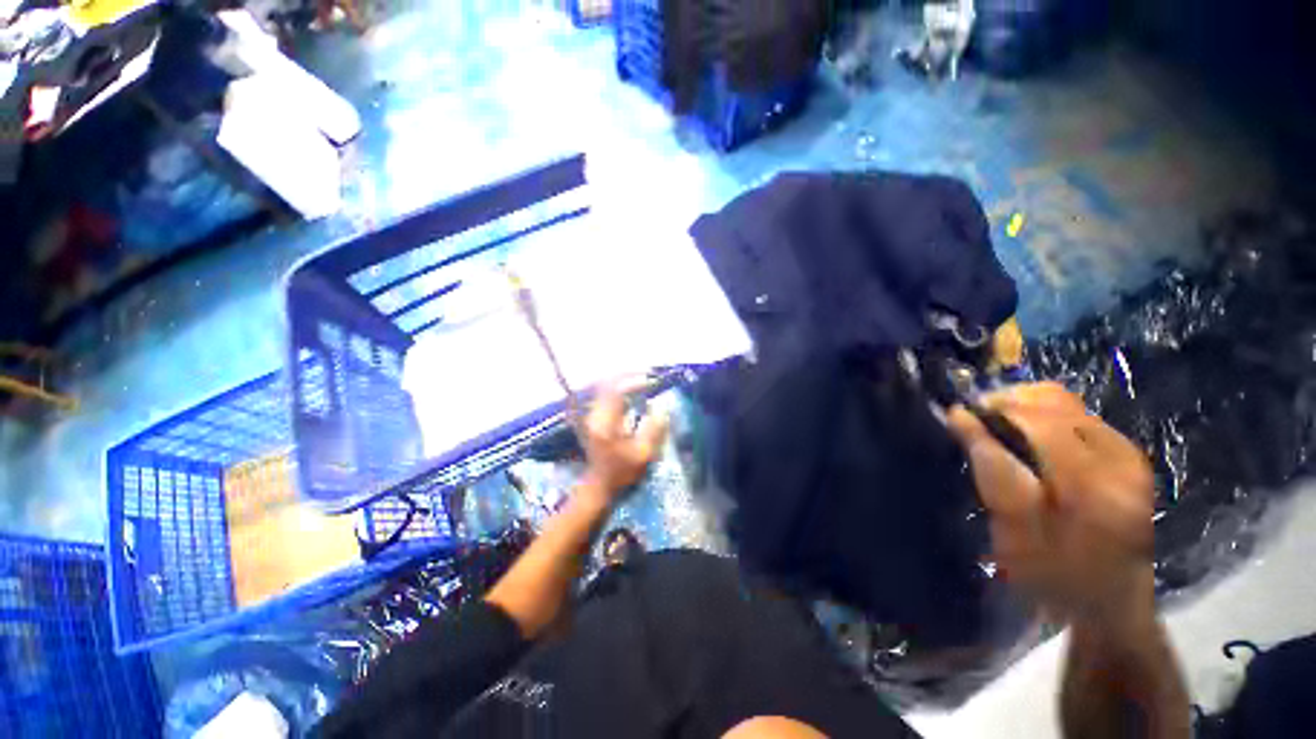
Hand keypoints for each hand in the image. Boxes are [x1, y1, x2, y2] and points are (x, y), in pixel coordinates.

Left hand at [577, 384, 668, 506]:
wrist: (599, 484)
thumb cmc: (622, 472)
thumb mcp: (643, 454)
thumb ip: (654, 430)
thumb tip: (662, 408)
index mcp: (605, 423)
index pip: (615, 391)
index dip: (633, 381)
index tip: (650, 380)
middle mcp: (595, 414)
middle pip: (607, 383)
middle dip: (628, 376)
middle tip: (647, 377)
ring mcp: (592, 414)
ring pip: (605, 387)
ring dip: (623, 381)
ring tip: (642, 381)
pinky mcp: (594, 416)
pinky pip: (605, 394)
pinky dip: (619, 388)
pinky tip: (632, 391)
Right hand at [947, 383, 1155, 625]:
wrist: (1110, 601)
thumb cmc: (1054, 577)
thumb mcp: (1015, 534)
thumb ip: (993, 472)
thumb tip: (961, 419)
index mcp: (1092, 488)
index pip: (1036, 425)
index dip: (990, 415)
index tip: (955, 417)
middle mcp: (1118, 460)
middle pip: (1053, 401)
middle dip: (1005, 404)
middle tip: (975, 423)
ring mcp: (1128, 454)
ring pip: (1063, 400)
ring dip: (1022, 407)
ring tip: (997, 427)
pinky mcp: (1127, 453)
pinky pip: (1076, 412)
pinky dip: (1039, 416)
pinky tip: (1026, 437)